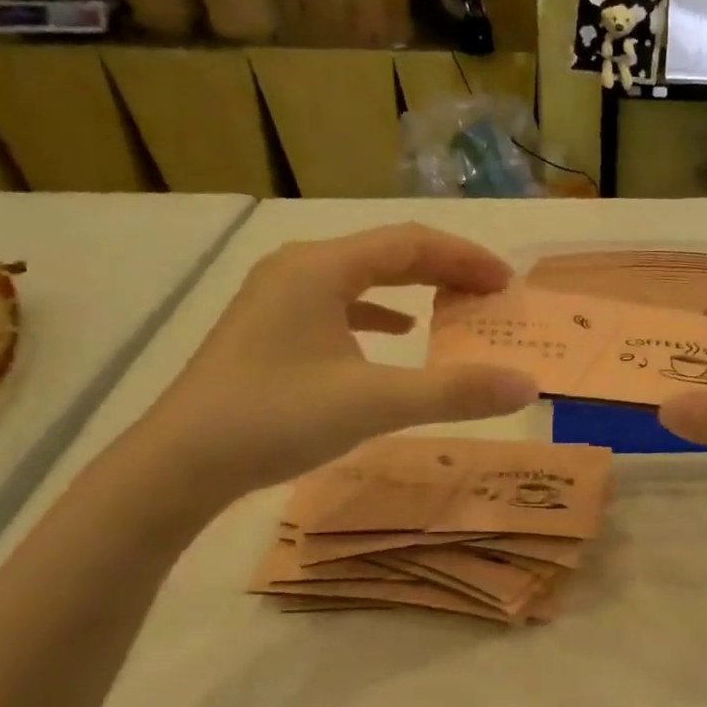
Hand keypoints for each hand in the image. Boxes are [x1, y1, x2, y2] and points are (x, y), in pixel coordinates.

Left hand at [132, 225, 538, 503]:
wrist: (179, 464)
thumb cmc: (276, 418)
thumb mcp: (374, 403)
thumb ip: (454, 392)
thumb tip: (527, 385)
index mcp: (321, 268)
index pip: (409, 243)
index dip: (464, 258)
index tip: (506, 283)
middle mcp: (298, 269)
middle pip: (386, 254)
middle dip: (444, 270)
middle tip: (491, 294)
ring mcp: (278, 298)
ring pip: (361, 278)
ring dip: (413, 289)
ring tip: (455, 307)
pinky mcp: (270, 329)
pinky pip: (338, 305)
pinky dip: (377, 314)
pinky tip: (397, 334)